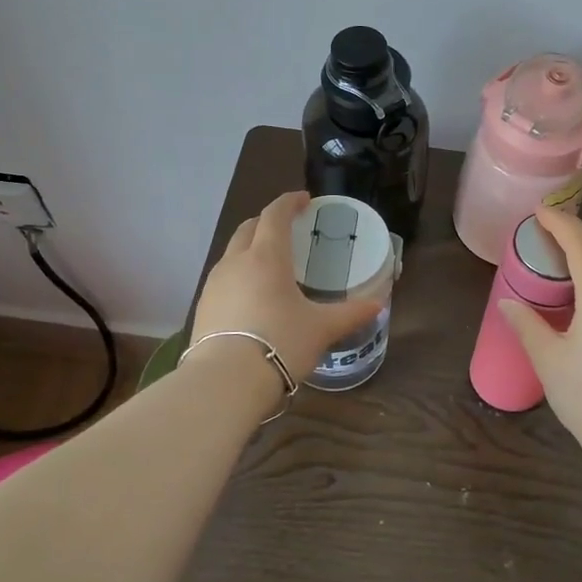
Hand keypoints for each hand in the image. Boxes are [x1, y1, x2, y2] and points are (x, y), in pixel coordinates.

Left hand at [192, 191, 383, 384]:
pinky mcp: (202, 307)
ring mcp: (214, 284)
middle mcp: (236, 262)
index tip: (303, 200)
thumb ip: (351, 313)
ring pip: (232, 253)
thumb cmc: (280, 343)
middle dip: (267, 222)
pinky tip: (250, 297)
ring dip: (250, 249)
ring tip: (270, 265)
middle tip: (287, 229)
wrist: (225, 381)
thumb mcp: (322, 328)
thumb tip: (379, 304)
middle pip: (249, 228)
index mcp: (267, 257)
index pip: (274, 214)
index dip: (289, 202)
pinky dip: (238, 275)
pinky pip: (223, 279)